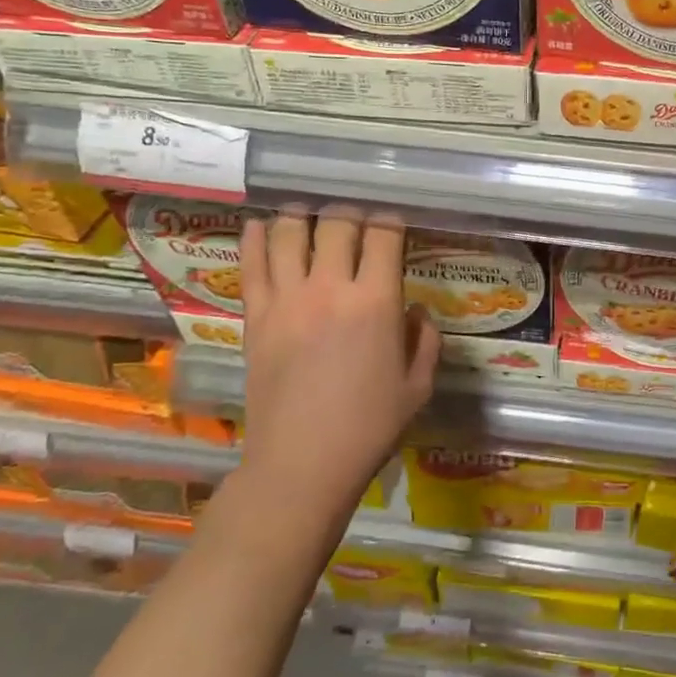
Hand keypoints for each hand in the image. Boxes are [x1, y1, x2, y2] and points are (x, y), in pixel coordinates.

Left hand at [235, 210, 440, 527]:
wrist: (302, 464)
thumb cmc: (369, 428)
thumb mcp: (418, 387)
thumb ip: (424, 340)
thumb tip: (417, 310)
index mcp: (376, 302)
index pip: (384, 236)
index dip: (391, 220)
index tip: (393, 223)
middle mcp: (330, 288)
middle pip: (336, 224)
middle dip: (350, 213)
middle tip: (355, 219)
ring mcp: (287, 300)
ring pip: (288, 233)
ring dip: (301, 215)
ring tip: (308, 214)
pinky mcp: (256, 317)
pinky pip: (250, 264)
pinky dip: (255, 237)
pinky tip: (260, 226)